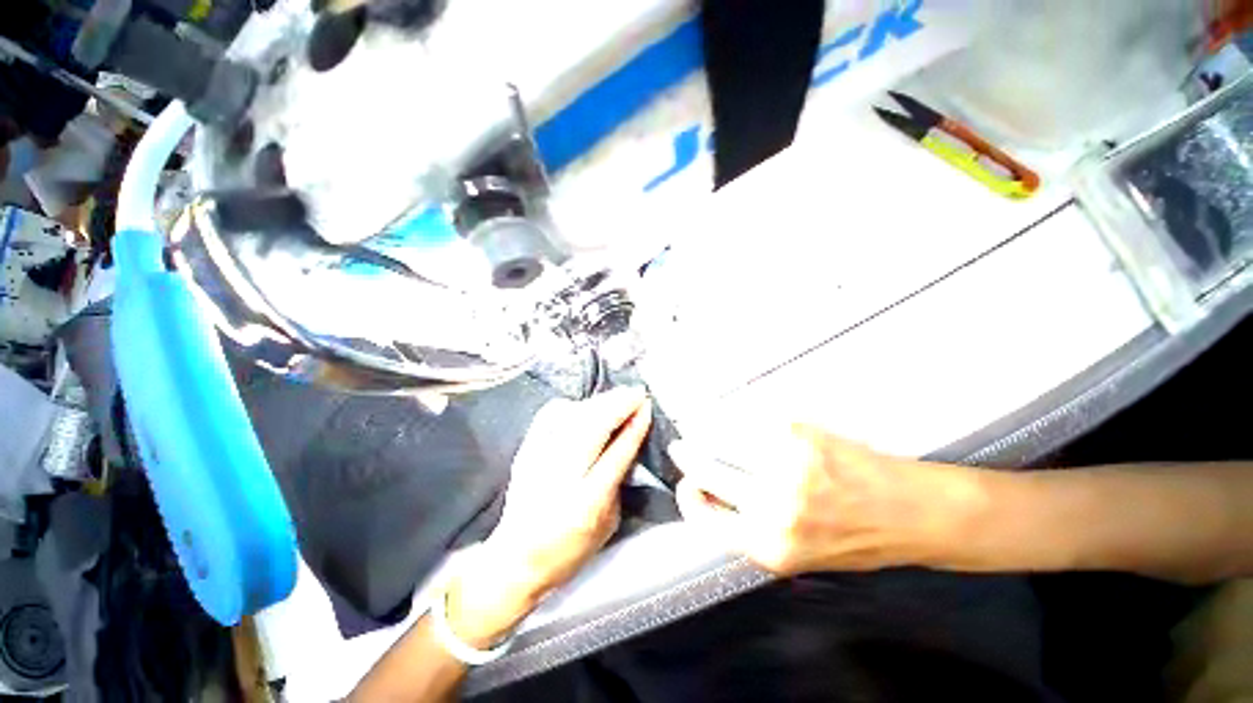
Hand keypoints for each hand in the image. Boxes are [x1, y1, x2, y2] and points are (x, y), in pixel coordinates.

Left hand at [447, 387, 652, 645]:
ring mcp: (539, 461)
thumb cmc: (569, 550)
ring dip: (599, 402)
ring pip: (573, 419)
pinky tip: (585, 404)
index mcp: (587, 502)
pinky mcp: (525, 452)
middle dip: (618, 405)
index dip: (634, 427)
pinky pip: (549, 418)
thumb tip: (626, 444)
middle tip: (635, 392)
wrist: (515, 559)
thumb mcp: (607, 525)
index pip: (617, 454)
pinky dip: (571, 406)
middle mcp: (562, 477)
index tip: (646, 407)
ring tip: (618, 394)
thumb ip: (618, 484)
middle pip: (593, 429)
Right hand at [672, 425, 985, 575]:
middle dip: (687, 458)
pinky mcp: (800, 437)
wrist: (916, 515)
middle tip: (680, 448)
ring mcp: (785, 467)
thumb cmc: (859, 540)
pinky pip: (748, 423)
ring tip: (698, 429)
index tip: (686, 486)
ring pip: (722, 442)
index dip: (689, 499)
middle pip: (708, 471)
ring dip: (704, 434)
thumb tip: (716, 501)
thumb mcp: (800, 556)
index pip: (705, 518)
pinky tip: (727, 417)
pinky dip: (730, 419)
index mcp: (770, 547)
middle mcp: (772, 508)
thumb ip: (754, 533)